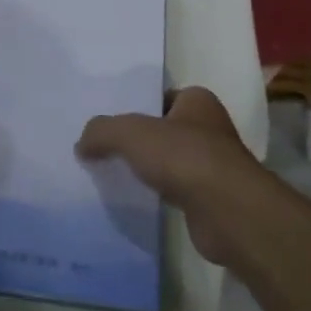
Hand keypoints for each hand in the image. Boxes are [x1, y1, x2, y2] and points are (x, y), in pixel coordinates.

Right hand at [76, 87, 263, 264]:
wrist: (228, 212)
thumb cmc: (184, 156)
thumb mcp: (130, 133)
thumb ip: (102, 131)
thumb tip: (81, 144)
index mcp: (198, 101)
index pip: (162, 97)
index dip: (137, 106)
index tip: (111, 121)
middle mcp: (210, 128)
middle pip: (165, 130)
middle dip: (140, 140)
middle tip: (105, 148)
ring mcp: (214, 166)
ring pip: (171, 162)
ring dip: (150, 169)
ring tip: (114, 175)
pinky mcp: (212, 200)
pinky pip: (177, 190)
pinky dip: (159, 194)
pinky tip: (137, 200)